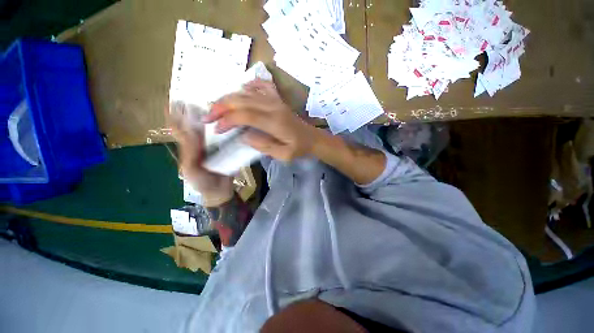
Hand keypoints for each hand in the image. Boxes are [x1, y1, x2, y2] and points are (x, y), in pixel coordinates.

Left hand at [168, 101, 233, 206]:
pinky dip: (225, 128)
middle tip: (193, 98)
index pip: (180, 130)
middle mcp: (200, 144)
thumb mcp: (191, 169)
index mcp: (189, 148)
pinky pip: (224, 137)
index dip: (174, 117)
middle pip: (195, 126)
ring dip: (210, 118)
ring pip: (210, 130)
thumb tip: (193, 133)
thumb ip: (190, 152)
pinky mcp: (226, 149)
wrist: (219, 190)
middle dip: (192, 112)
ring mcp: (214, 146)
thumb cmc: (202, 182)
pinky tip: (228, 121)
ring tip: (210, 105)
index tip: (172, 102)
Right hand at [203, 80, 318, 161]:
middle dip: (221, 107)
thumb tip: (244, 136)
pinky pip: (262, 85)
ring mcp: (276, 100)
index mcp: (275, 122)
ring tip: (217, 107)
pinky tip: (242, 89)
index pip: (245, 115)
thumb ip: (264, 146)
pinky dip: (249, 85)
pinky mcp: (278, 99)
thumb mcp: (284, 155)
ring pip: (247, 92)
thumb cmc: (299, 148)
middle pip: (242, 100)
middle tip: (208, 117)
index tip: (217, 130)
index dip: (227, 120)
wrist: (312, 138)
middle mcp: (273, 107)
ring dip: (229, 97)